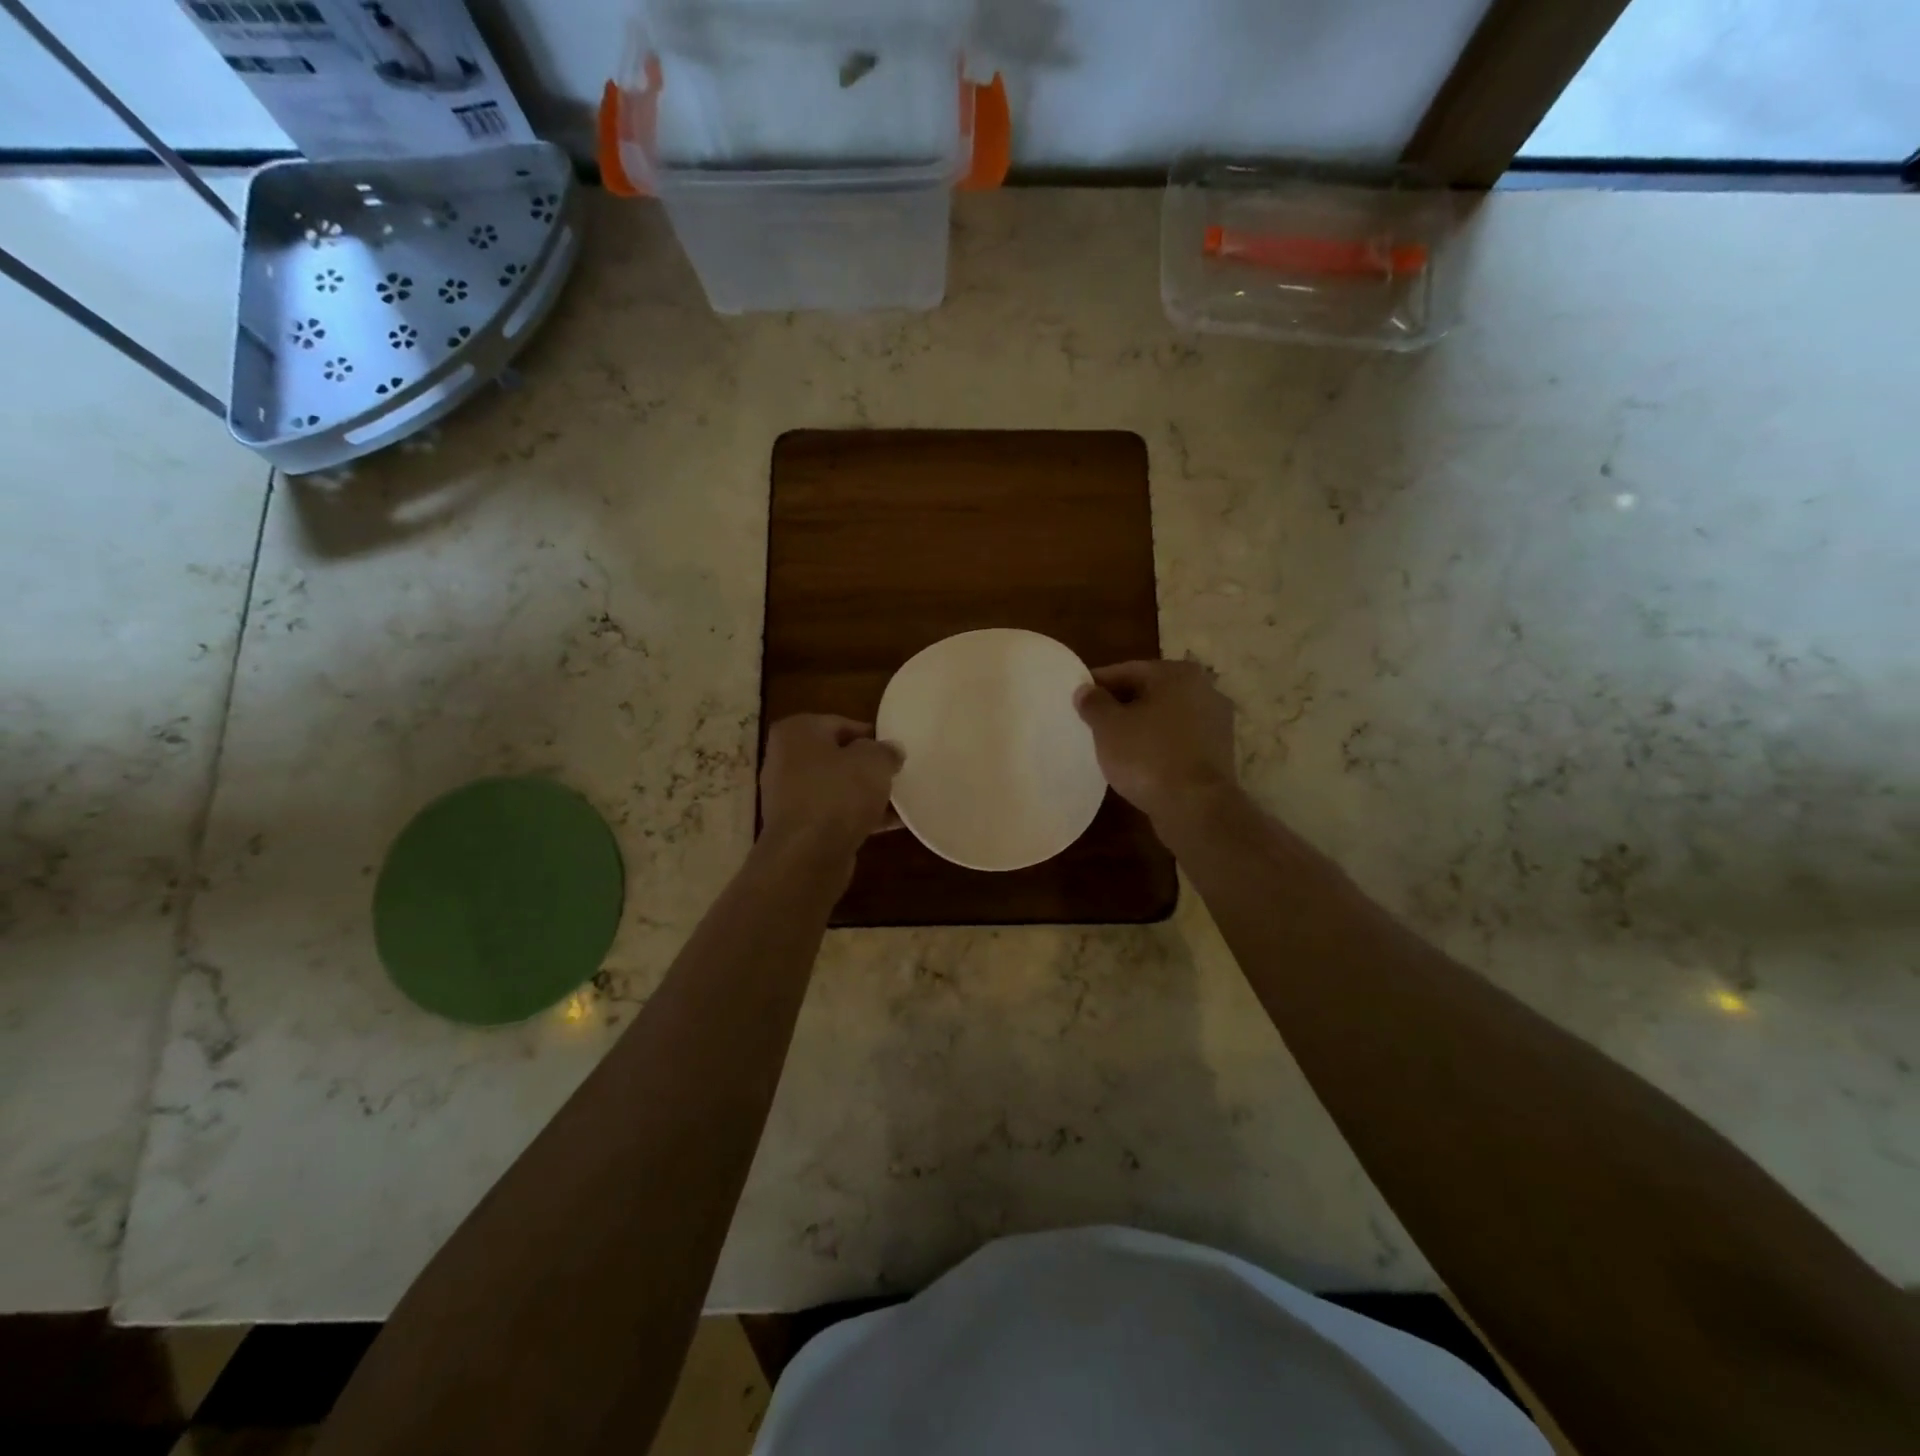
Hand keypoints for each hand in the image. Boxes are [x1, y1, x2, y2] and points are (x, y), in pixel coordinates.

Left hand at [759, 715, 902, 859]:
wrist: (807, 855)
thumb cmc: (837, 794)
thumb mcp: (873, 761)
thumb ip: (885, 751)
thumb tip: (890, 751)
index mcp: (796, 732)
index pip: (839, 723)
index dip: (870, 735)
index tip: (893, 750)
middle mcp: (785, 760)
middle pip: (836, 757)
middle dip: (865, 767)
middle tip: (895, 774)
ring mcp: (788, 797)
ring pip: (835, 788)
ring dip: (864, 794)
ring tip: (898, 800)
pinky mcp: (798, 828)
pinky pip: (834, 814)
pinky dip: (858, 817)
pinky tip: (890, 824)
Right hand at [1074, 659, 1237, 826]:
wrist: (1195, 806)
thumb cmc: (1148, 756)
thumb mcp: (1108, 726)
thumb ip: (1094, 703)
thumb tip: (1085, 689)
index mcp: (1179, 674)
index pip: (1128, 670)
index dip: (1099, 683)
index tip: (1078, 696)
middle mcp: (1205, 690)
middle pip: (1150, 692)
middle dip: (1121, 704)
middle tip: (1092, 720)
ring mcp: (1217, 723)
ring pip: (1166, 717)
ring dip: (1140, 726)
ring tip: (1112, 743)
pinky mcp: (1219, 753)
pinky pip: (1178, 741)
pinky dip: (1158, 745)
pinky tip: (1138, 761)